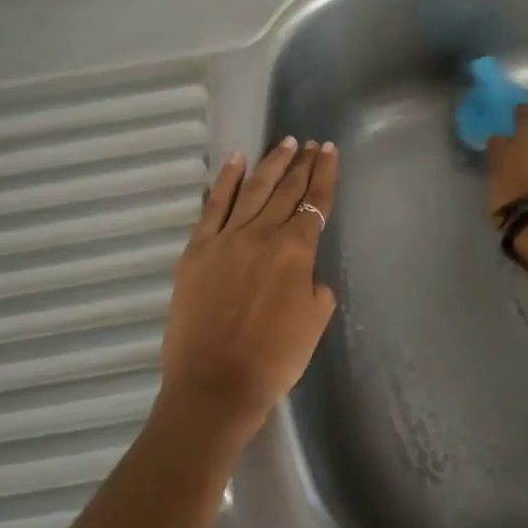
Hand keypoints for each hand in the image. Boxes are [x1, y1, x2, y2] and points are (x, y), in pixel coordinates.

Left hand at [161, 137, 338, 437]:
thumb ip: (316, 285)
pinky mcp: (197, 249)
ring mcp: (226, 238)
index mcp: (296, 251)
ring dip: (271, 163)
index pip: (315, 203)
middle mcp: (263, 234)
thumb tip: (305, 269)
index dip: (325, 175)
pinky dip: (226, 180)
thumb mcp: (314, 321)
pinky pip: (214, 206)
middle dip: (302, 164)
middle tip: (312, 143)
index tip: (329, 151)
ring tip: (285, 143)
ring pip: (253, 189)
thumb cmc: (274, 359)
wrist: (215, 384)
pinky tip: (236, 160)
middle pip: (287, 190)